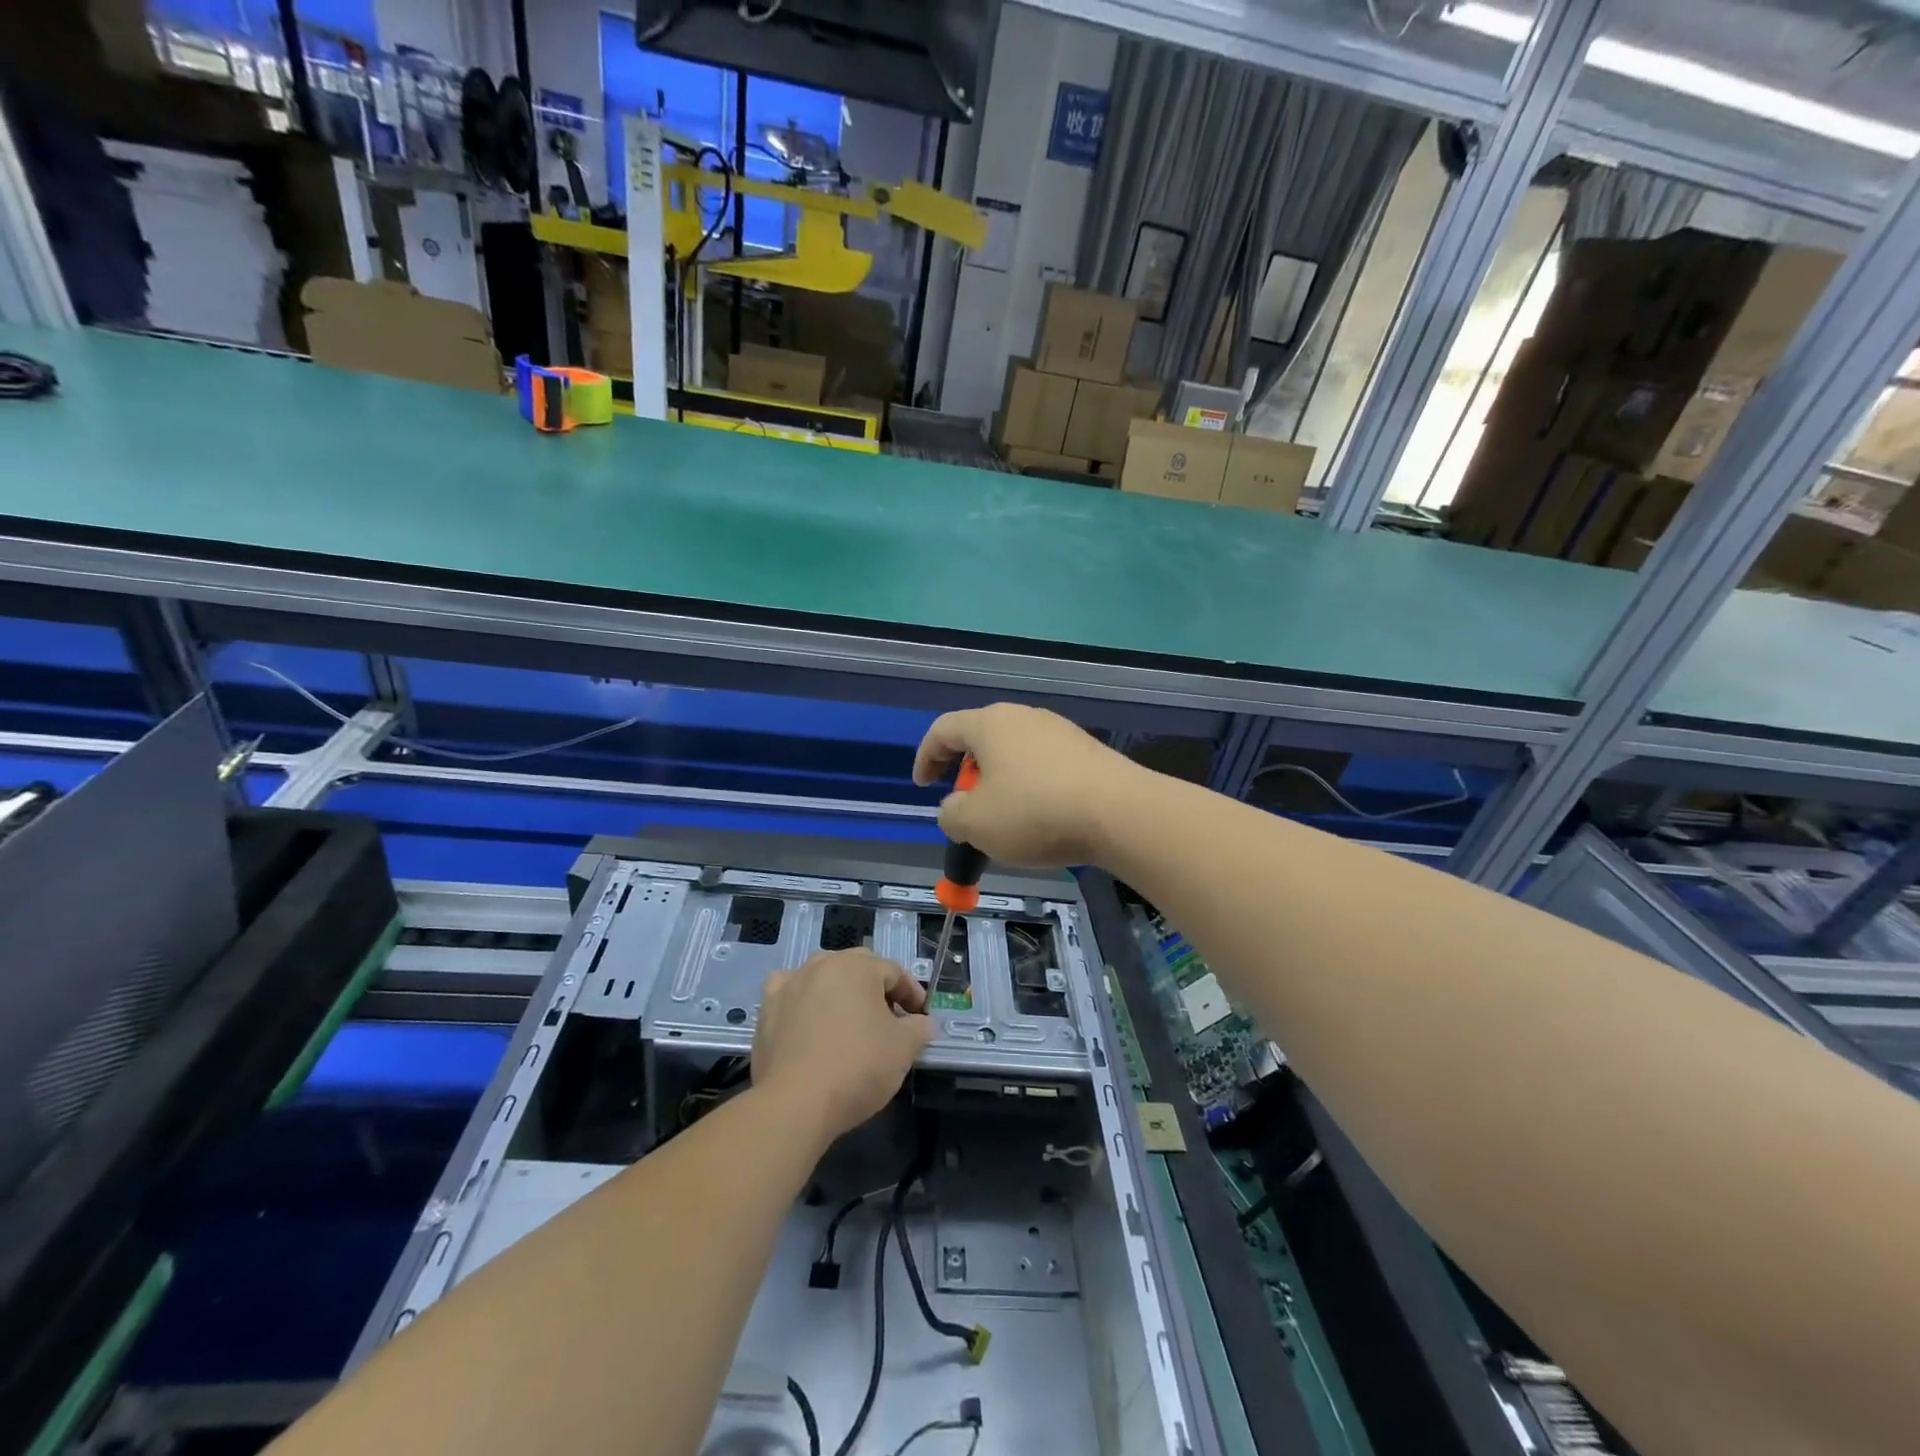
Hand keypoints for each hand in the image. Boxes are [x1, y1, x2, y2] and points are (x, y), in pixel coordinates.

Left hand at [751, 949, 932, 1143]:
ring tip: (850, 1022)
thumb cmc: (858, 1067)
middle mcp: (822, 964)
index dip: (912, 993)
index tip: (920, 1017)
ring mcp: (790, 984)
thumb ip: (919, 1028)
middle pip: (858, 969)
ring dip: (840, 993)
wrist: (796, 1103)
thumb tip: (923, 1023)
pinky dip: (803, 1001)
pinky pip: (790, 994)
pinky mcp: (767, 1009)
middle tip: (890, 1020)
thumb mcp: (903, 1048)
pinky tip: (808, 1020)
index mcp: (858, 966)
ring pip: (823, 978)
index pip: (894, 972)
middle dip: (877, 991)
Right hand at [912, 703, 1139, 865]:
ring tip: (1003, 819)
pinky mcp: (1086, 751)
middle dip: (964, 773)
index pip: (943, 730)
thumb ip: (951, 815)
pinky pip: (1043, 765)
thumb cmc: (1035, 813)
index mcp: (989, 724)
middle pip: (980, 739)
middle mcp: (1023, 717)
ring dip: (999, 782)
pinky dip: (1029, 787)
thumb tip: (955, 809)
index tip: (922, 786)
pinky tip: (1040, 817)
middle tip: (964, 806)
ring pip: (1014, 753)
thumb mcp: (975, 824)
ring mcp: (1059, 731)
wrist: (1118, 812)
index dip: (925, 757)